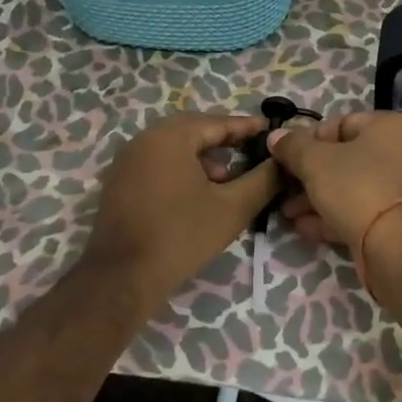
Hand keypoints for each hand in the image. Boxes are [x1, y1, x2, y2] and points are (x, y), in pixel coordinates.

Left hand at [84, 112, 280, 309]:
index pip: (217, 122)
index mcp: (170, 136)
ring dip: (202, 156)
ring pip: (174, 147)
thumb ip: (263, 180)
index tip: (270, 131)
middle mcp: (144, 139)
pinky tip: (197, 193)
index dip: (246, 127)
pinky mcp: (118, 182)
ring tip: (226, 179)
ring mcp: (127, 160)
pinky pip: (157, 162)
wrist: (122, 278)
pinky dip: (181, 168)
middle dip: (224, 140)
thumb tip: (282, 162)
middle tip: (251, 150)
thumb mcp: (233, 208)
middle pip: (193, 130)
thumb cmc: (181, 236)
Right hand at [270, 112, 401, 253]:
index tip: (284, 155)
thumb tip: (275, 136)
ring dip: (318, 198)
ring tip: (287, 212)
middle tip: (283, 188)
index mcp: (391, 127)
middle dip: (310, 175)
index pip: (342, 123)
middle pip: (347, 158)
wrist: (399, 248)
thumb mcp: (315, 163)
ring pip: (354, 187)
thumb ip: (293, 147)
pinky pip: (364, 210)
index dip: (308, 138)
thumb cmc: (358, 188)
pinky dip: (336, 215)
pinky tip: (305, 227)